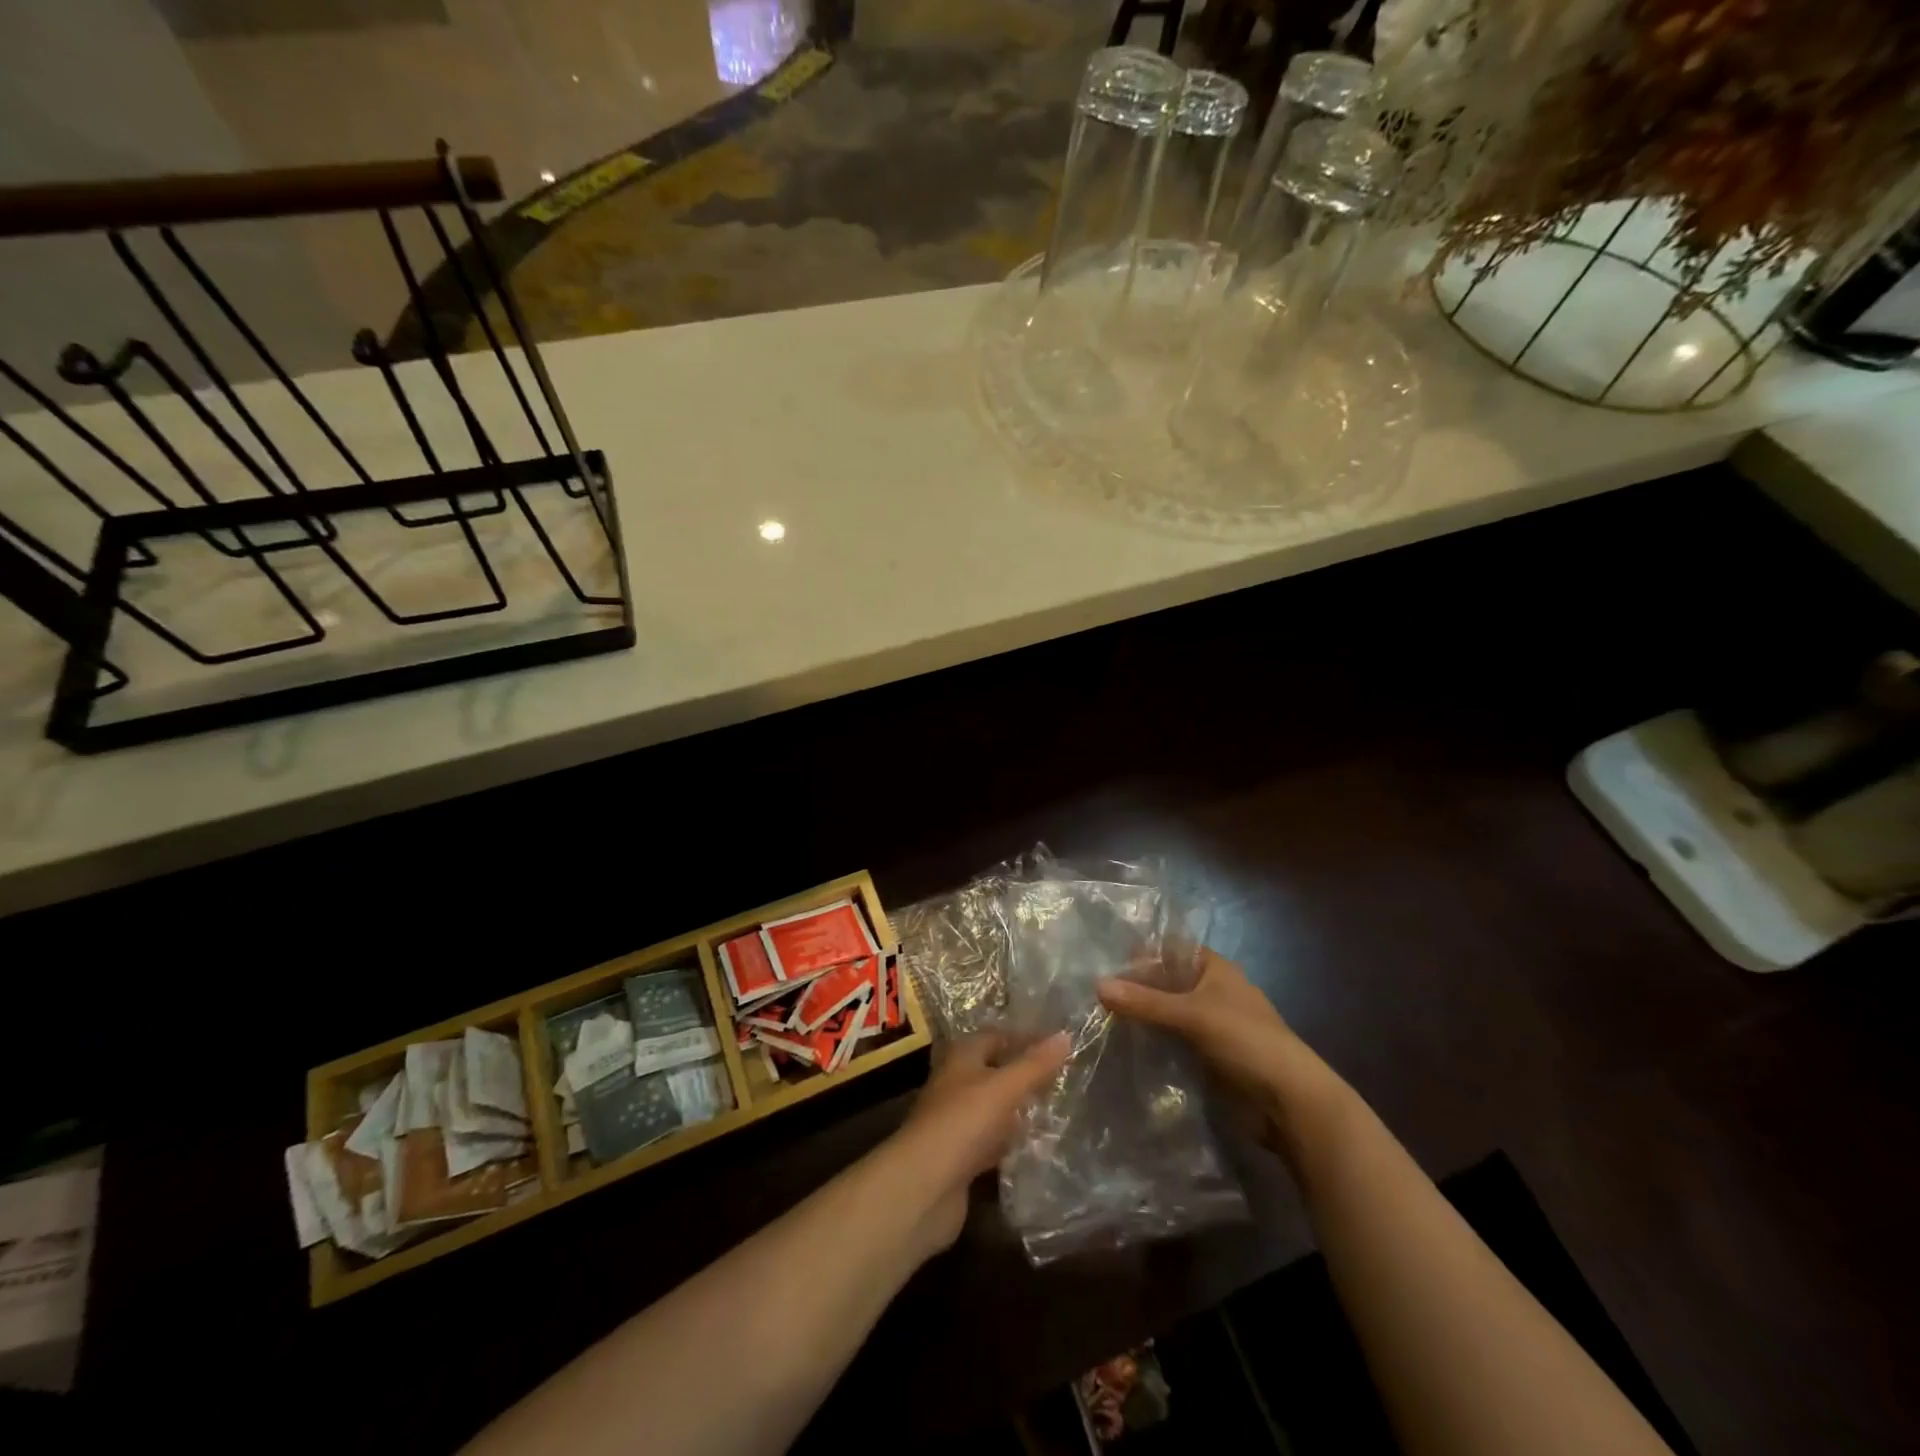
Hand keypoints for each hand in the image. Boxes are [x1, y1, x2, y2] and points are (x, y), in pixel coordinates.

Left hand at [887, 1030, 1070, 1253]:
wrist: (924, 1186)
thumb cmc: (964, 1122)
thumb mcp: (1005, 1087)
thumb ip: (1035, 1065)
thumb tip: (1065, 1035)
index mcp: (961, 1057)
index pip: (995, 1036)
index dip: (1024, 1038)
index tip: (1057, 1045)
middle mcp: (955, 1083)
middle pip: (993, 1071)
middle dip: (1023, 1074)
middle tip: (1062, 1078)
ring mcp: (955, 1121)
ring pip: (992, 1107)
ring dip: (1017, 1109)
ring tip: (1055, 1110)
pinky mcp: (959, 1157)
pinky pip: (990, 1141)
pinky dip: (1009, 1142)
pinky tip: (1034, 1147)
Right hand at [1098, 949, 1343, 1160]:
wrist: (1290, 1102)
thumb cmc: (1246, 1041)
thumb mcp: (1192, 1015)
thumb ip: (1145, 1002)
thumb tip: (1096, 985)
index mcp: (1215, 969)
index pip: (1170, 950)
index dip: (1141, 955)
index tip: (1104, 965)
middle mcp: (1212, 992)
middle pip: (1166, 983)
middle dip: (1135, 990)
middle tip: (1093, 997)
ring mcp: (1211, 1026)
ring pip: (1167, 1015)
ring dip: (1142, 1020)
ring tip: (1099, 1022)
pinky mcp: (1208, 1057)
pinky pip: (1173, 1043)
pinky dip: (1152, 1044)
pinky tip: (1124, 1049)